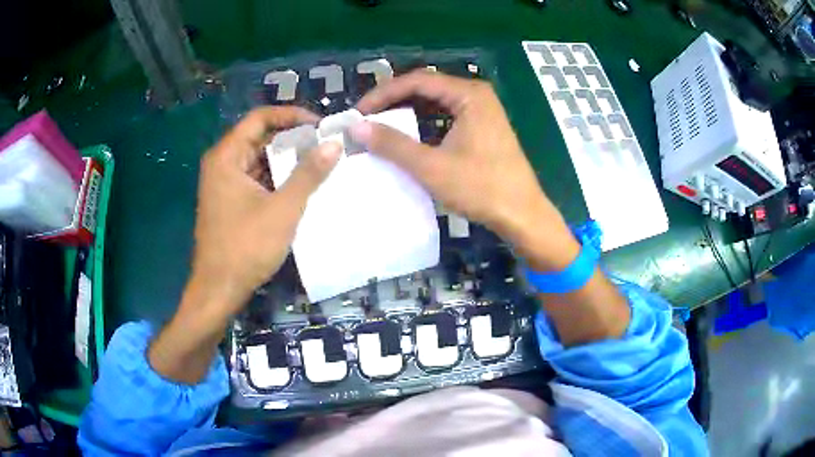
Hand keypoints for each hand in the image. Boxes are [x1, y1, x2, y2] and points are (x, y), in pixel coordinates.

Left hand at [191, 106, 340, 313]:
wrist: (219, 290)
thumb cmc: (246, 247)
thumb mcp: (282, 209)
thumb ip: (308, 174)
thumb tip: (334, 144)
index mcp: (227, 156)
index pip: (260, 118)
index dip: (291, 115)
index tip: (320, 125)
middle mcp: (222, 164)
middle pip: (259, 137)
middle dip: (292, 139)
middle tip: (324, 145)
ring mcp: (223, 184)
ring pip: (258, 159)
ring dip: (286, 160)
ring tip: (319, 164)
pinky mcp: (229, 201)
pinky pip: (255, 178)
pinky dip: (276, 178)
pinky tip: (300, 187)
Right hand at [351, 71, 578, 270]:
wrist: (522, 215)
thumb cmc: (481, 188)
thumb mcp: (432, 166)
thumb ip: (393, 144)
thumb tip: (356, 127)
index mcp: (469, 94)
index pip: (417, 81)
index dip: (384, 93)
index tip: (359, 112)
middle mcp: (476, 95)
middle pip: (426, 88)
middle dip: (394, 101)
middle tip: (366, 118)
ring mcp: (482, 111)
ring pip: (435, 103)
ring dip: (407, 112)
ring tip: (380, 126)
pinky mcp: (482, 128)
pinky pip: (446, 116)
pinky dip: (424, 124)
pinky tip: (408, 137)